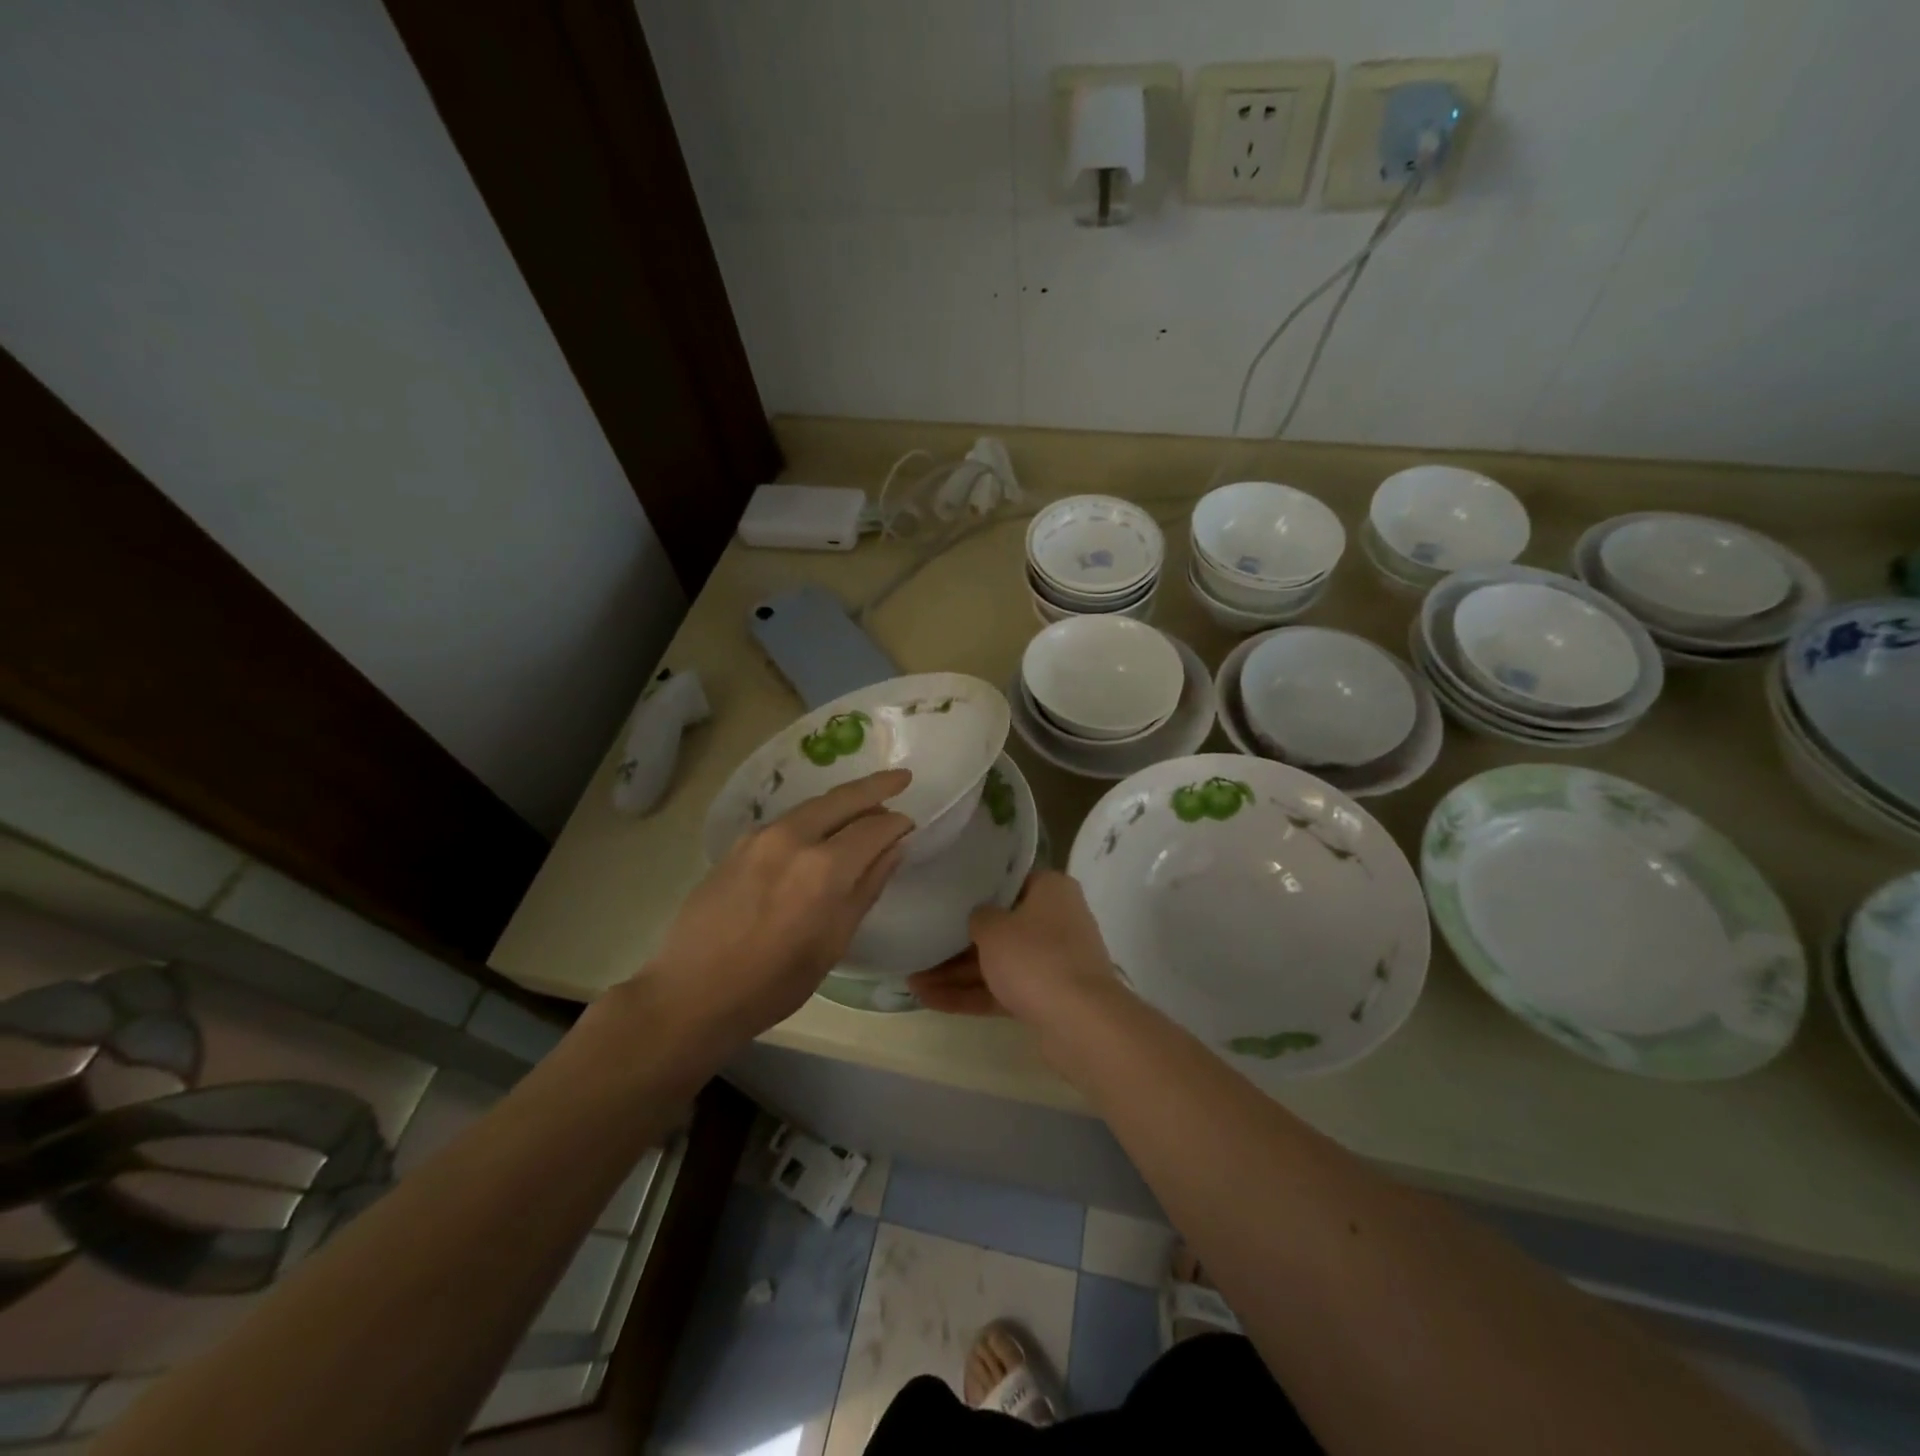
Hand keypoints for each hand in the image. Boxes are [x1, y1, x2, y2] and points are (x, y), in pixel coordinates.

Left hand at [648, 770, 912, 1038]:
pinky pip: (788, 820)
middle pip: (843, 798)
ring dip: (844, 801)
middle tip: (902, 778)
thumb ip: (867, 888)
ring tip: (865, 806)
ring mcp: (760, 837)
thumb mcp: (833, 943)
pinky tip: (821, 832)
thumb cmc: (773, 983)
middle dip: (877, 786)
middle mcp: (793, 838)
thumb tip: (894, 848)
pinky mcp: (738, 844)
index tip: (911, 825)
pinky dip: (815, 817)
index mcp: (824, 868)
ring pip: (814, 805)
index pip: (875, 827)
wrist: (690, 994)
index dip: (898, 824)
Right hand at [909, 870, 1119, 1025]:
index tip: (944, 895)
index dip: (974, 889)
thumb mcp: (993, 928)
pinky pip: (1002, 989)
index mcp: (1051, 890)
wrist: (1079, 1023)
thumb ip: (977, 916)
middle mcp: (1056, 920)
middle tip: (920, 943)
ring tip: (911, 979)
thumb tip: (977, 918)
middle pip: (1000, 925)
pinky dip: (970, 994)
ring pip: (997, 961)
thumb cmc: (1035, 957)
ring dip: (957, 972)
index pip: (1008, 881)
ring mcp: (1052, 961)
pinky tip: (929, 1000)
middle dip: (957, 940)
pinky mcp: (1046, 996)